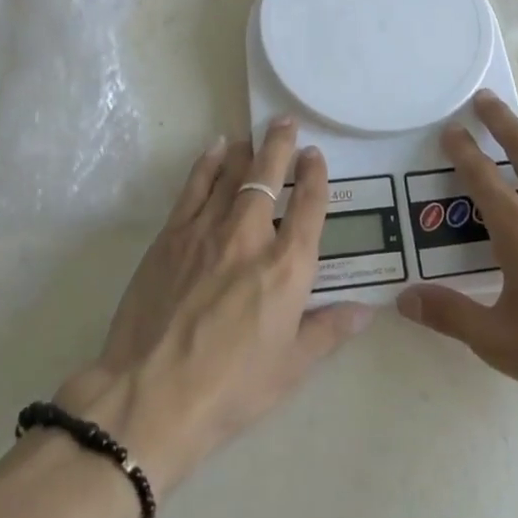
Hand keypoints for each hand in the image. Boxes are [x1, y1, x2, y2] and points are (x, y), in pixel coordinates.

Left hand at [55, 120, 373, 495]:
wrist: (150, 396)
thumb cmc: (230, 388)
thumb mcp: (291, 367)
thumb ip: (329, 331)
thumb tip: (366, 310)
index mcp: (287, 267)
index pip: (309, 206)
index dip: (314, 175)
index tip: (315, 154)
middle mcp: (251, 237)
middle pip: (269, 176)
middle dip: (281, 145)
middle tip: (286, 121)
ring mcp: (207, 231)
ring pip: (232, 175)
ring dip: (248, 151)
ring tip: (256, 134)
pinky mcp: (171, 236)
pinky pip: (194, 187)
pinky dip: (208, 163)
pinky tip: (216, 149)